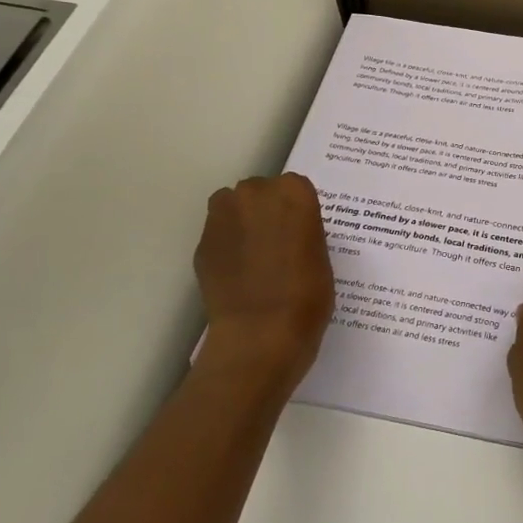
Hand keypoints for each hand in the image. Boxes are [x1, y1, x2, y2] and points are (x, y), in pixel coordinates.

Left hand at [194, 173, 336, 394]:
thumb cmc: (307, 295)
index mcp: (294, 192)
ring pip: (232, 207)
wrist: (260, 334)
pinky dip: (226, 247)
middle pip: (260, 192)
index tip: (301, 232)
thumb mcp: (321, 255)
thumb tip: (289, 233)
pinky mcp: (202, 243)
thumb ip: (303, 231)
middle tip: (278, 244)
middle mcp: (255, 193)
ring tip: (254, 257)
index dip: (297, 211)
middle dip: (266, 211)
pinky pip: (218, 235)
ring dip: (242, 223)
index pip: (295, 188)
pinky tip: (238, 274)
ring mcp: (223, 216)